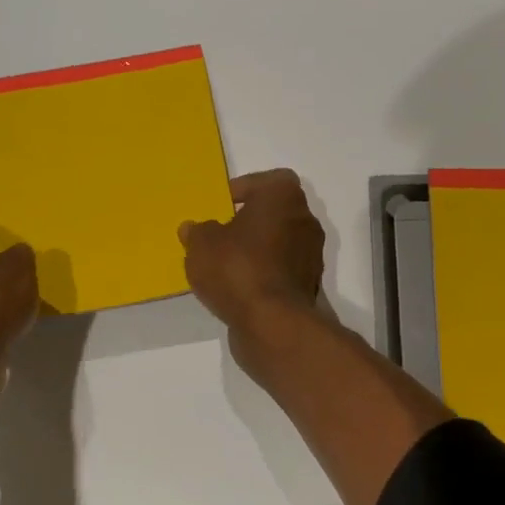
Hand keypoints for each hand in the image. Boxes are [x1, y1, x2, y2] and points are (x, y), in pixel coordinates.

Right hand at [180, 169, 325, 333]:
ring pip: (279, 243)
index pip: (267, 181)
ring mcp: (311, 255)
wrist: (272, 323)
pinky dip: (264, 274)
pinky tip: (239, 288)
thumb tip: (193, 229)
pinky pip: (281, 270)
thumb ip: (197, 232)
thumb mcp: (201, 245)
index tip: (221, 206)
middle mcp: (305, 220)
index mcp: (284, 197)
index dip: (243, 190)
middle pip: (275, 213)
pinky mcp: (309, 285)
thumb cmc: (237, 268)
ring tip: (225, 265)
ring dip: (257, 250)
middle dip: (249, 222)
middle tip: (220, 234)